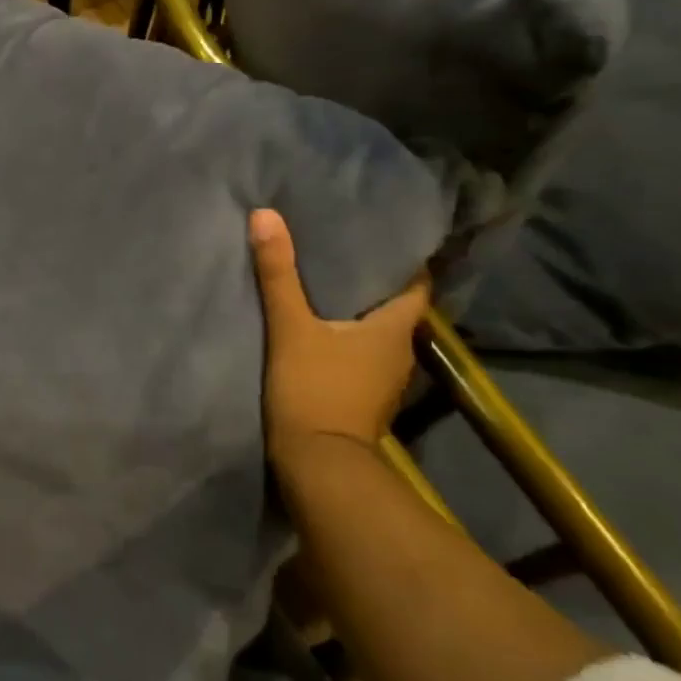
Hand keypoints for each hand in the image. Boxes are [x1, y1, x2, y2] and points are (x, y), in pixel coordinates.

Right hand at [248, 208, 428, 463]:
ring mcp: (382, 379)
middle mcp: (398, 352)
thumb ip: (279, 273)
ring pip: (375, 331)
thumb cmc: (314, 389)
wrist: (317, 465)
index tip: (379, 235)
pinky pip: (359, 353)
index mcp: (393, 330)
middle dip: (372, 279)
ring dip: (357, 309)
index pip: (415, 285)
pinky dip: (345, 335)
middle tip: (341, 248)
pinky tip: (319, 324)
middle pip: (393, 306)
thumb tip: (266, 214)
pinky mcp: (361, 396)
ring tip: (325, 280)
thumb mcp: (290, 326)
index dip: (403, 260)